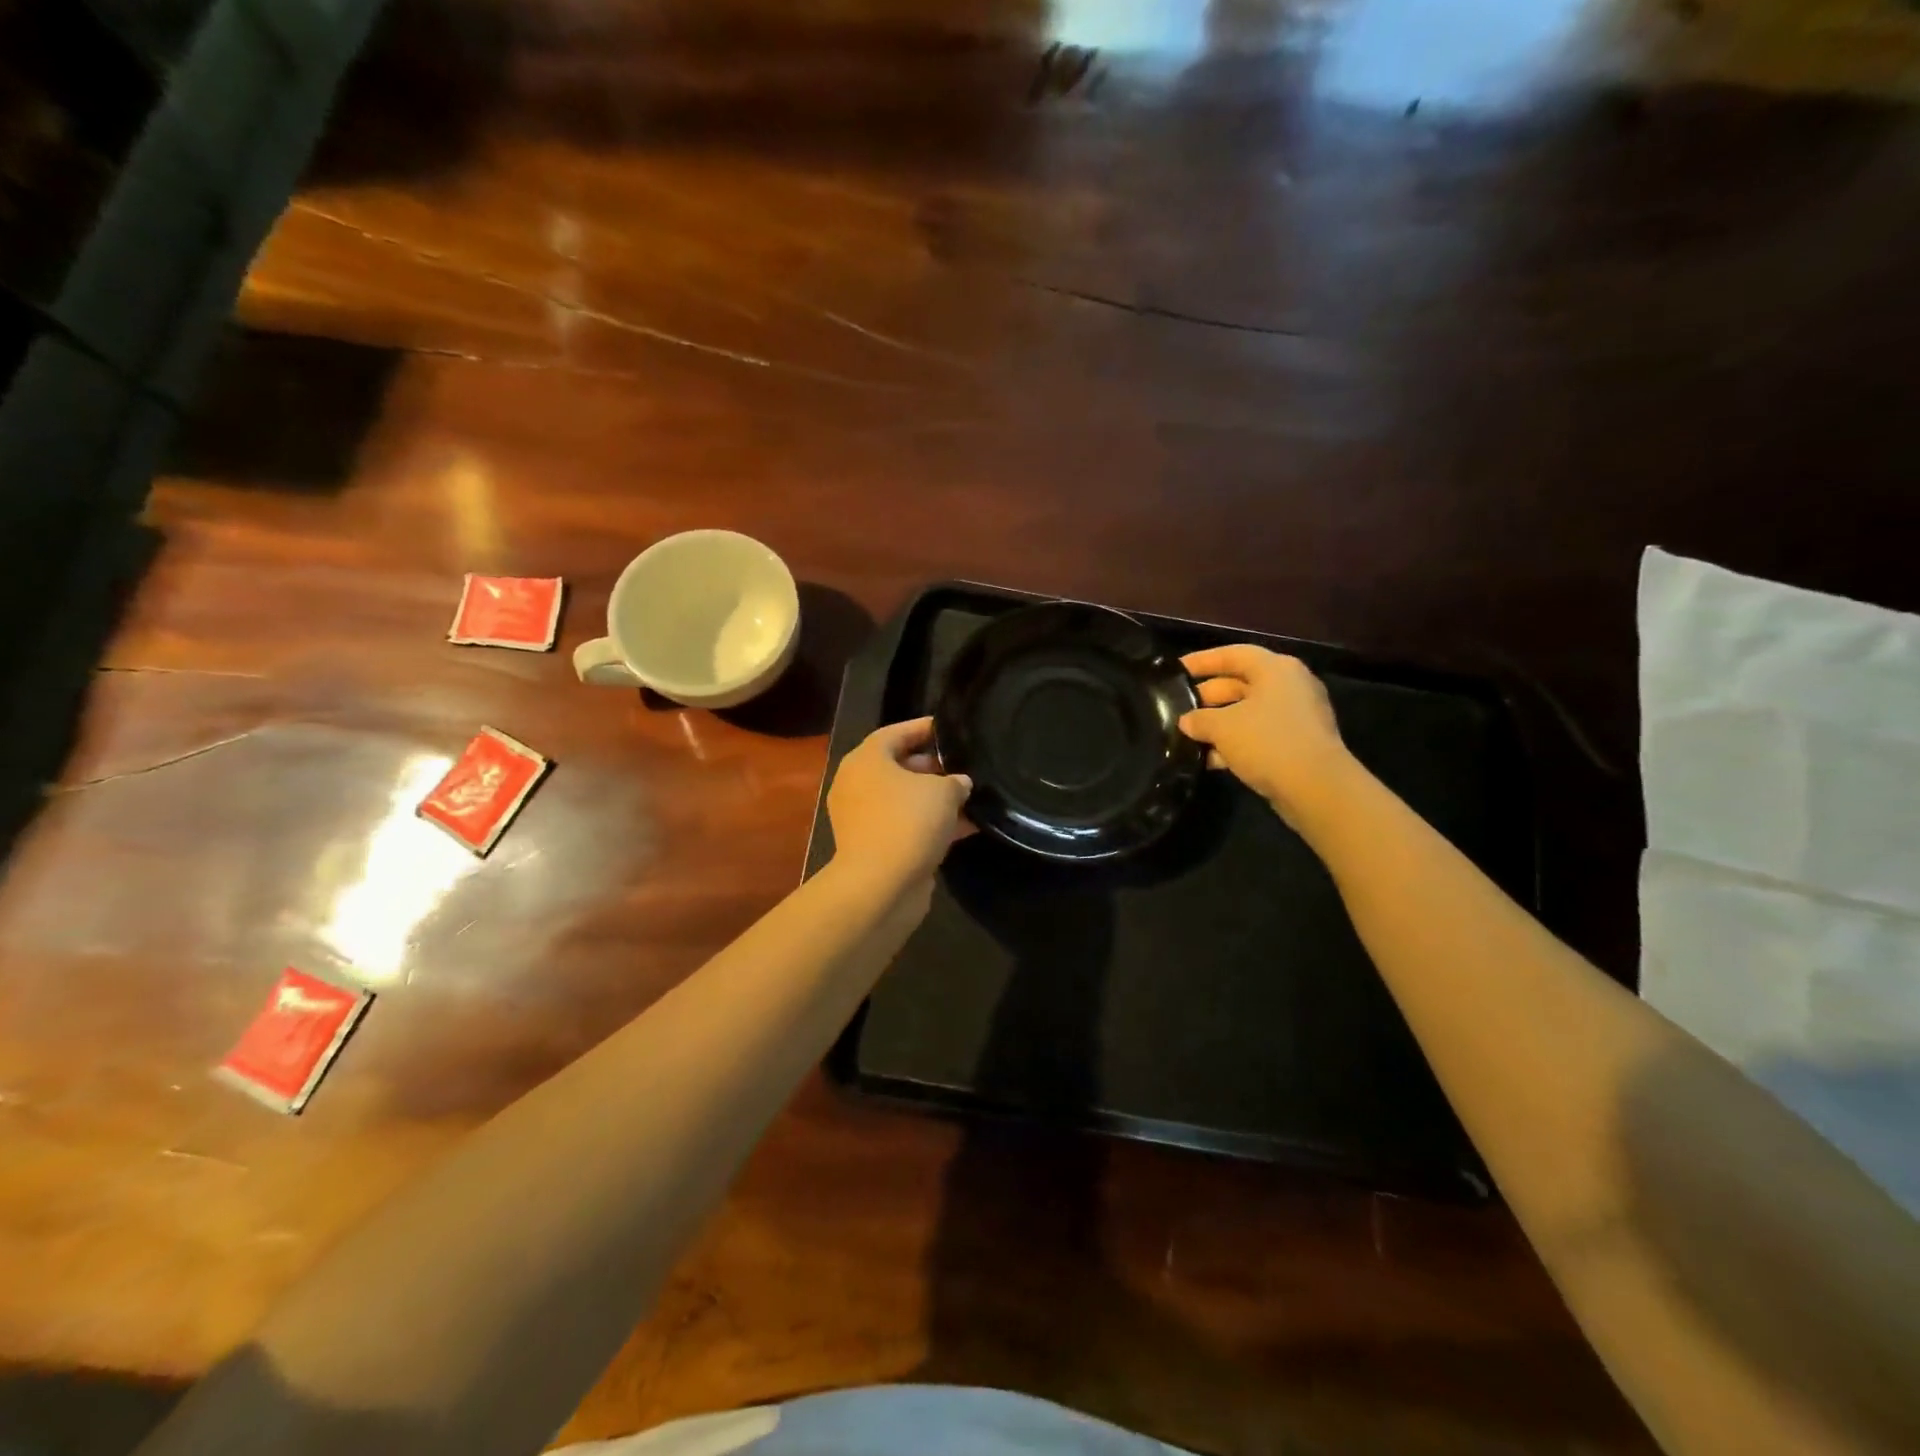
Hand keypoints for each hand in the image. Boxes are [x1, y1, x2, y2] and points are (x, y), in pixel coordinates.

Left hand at [827, 717, 973, 897]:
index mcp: (866, 760)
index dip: (924, 728)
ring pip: (905, 799)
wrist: (880, 886)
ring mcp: (863, 818)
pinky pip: (906, 825)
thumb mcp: (943, 792)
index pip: (896, 732)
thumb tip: (961, 783)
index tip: (948, 728)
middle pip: (899, 766)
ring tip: (973, 797)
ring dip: (936, 800)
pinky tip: (967, 827)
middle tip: (966, 765)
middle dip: (934, 767)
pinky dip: (932, 825)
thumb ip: (956, 781)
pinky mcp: (875, 846)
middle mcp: (858, 785)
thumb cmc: (907, 822)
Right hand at [1179, 646, 1352, 827]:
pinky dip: (1236, 743)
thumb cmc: (1267, 742)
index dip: (1202, 660)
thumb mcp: (1223, 727)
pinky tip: (1211, 759)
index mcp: (1275, 669)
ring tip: (1189, 737)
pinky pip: (1259, 735)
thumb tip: (1186, 721)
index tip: (1177, 669)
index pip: (1233, 654)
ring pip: (1248, 713)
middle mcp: (1289, 686)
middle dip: (1208, 697)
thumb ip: (1199, 719)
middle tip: (1178, 708)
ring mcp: (1296, 716)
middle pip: (1240, 684)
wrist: (1316, 787)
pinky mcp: (1298, 744)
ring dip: (1219, 724)